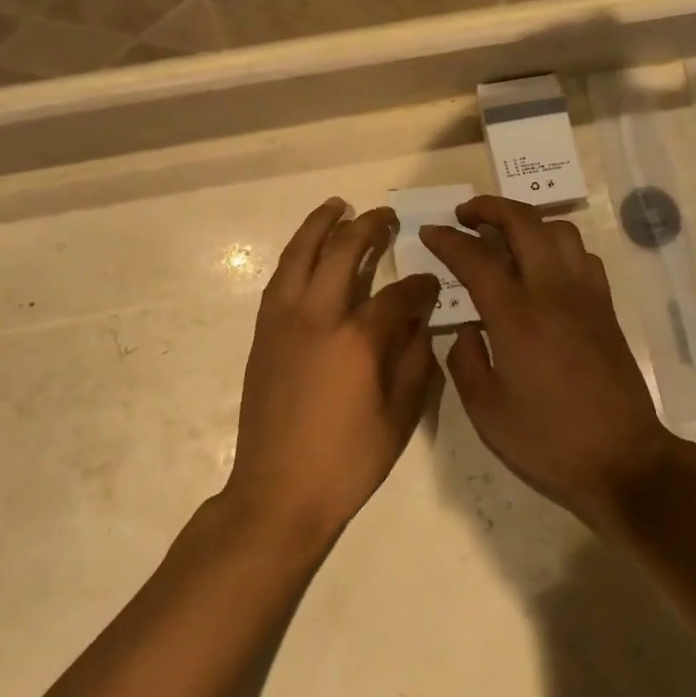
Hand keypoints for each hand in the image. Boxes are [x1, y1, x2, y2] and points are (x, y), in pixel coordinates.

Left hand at [226, 199, 442, 544]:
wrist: (278, 491)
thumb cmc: (347, 461)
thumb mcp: (399, 418)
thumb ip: (415, 362)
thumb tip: (420, 322)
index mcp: (358, 339)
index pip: (398, 294)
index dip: (420, 285)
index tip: (431, 282)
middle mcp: (318, 316)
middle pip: (343, 251)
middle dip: (369, 227)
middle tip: (386, 217)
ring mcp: (284, 320)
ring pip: (301, 254)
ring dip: (321, 224)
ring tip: (338, 206)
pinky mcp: (264, 331)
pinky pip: (281, 277)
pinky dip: (297, 253)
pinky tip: (308, 250)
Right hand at [420, 196, 675, 526]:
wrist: (623, 461)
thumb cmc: (547, 440)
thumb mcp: (485, 410)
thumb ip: (465, 359)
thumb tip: (467, 327)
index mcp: (516, 316)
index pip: (475, 257)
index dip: (448, 239)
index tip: (429, 231)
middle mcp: (553, 292)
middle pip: (524, 223)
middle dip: (489, 208)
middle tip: (465, 216)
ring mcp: (585, 296)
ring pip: (559, 230)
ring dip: (527, 222)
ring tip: (505, 236)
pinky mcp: (606, 308)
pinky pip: (583, 256)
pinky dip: (557, 246)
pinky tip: (544, 268)